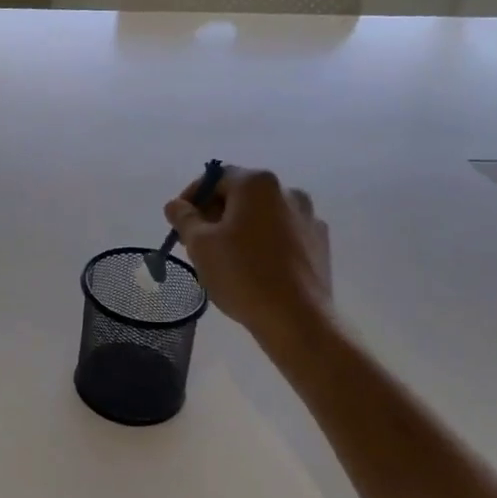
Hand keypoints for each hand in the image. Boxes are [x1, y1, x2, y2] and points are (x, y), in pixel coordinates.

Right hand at [164, 166, 331, 330]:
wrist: (297, 319)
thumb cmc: (242, 274)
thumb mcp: (199, 244)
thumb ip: (184, 217)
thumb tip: (176, 205)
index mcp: (257, 184)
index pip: (215, 178)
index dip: (191, 197)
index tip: (179, 223)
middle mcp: (288, 192)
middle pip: (240, 194)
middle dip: (215, 213)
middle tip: (196, 242)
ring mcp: (309, 218)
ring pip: (262, 215)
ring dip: (239, 228)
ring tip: (224, 257)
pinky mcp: (320, 244)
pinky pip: (282, 234)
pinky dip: (264, 242)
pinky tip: (254, 268)